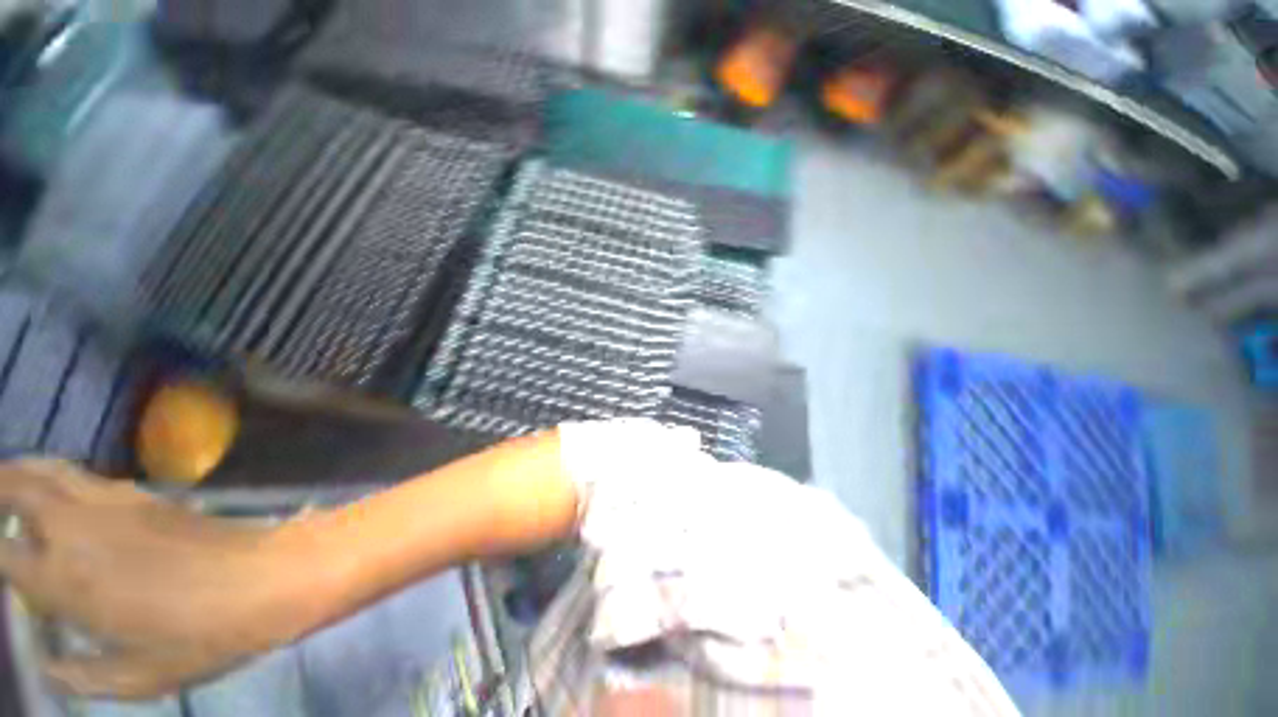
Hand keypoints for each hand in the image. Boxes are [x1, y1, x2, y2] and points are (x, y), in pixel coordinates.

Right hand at [0, 460, 311, 698]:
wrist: (269, 577)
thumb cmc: (202, 635)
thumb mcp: (138, 677)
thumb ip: (82, 676)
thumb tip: (49, 667)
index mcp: (64, 578)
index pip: (0, 551)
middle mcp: (79, 528)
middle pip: (19, 485)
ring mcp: (116, 503)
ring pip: (54, 471)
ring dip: (25, 471)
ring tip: (10, 484)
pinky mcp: (149, 495)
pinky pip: (91, 478)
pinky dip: (64, 478)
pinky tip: (66, 496)